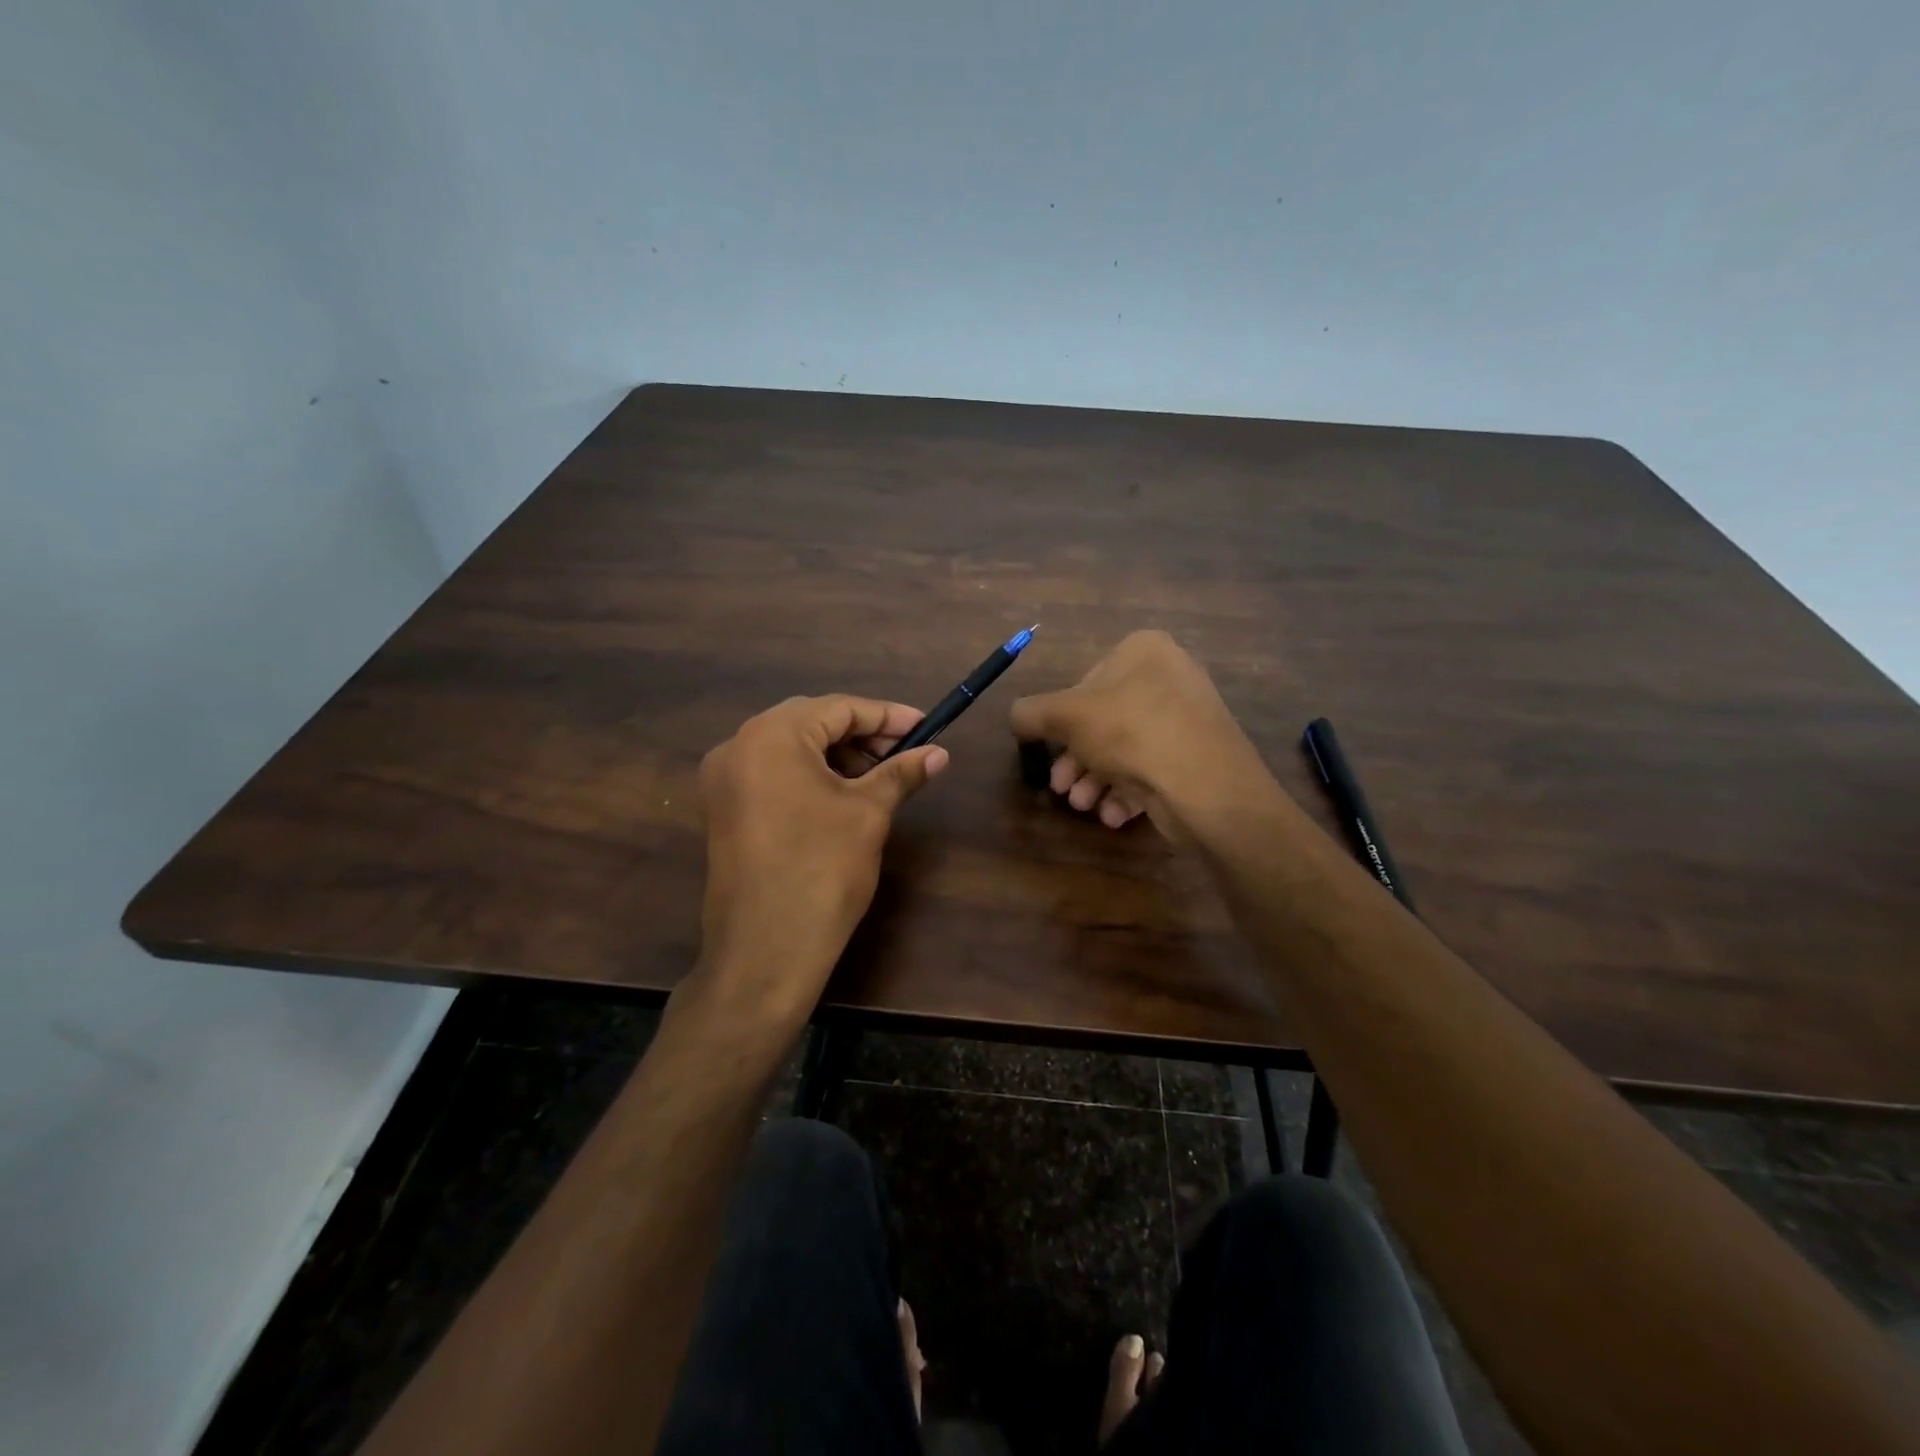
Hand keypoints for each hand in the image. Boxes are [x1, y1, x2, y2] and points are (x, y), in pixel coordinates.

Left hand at [696, 696, 947, 1019]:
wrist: (766, 951)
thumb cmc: (822, 870)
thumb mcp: (868, 813)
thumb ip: (901, 773)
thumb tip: (939, 754)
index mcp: (771, 736)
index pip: (838, 708)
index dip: (887, 716)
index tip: (925, 727)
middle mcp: (737, 746)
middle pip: (810, 722)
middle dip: (861, 734)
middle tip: (903, 752)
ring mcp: (723, 780)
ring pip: (789, 748)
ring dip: (836, 755)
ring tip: (878, 777)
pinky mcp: (722, 810)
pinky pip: (771, 774)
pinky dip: (808, 775)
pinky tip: (841, 795)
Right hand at [1009, 631, 1266, 835]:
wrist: (1205, 784)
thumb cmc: (1131, 732)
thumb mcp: (1065, 716)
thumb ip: (1031, 712)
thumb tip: (1015, 716)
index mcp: (1144, 651)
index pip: (1087, 680)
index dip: (1062, 718)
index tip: (1050, 746)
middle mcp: (1170, 678)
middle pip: (1104, 721)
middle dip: (1076, 759)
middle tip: (1059, 786)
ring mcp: (1187, 720)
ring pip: (1125, 750)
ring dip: (1094, 780)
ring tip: (1081, 805)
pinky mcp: (1196, 758)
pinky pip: (1151, 770)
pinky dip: (1126, 792)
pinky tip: (1112, 815)